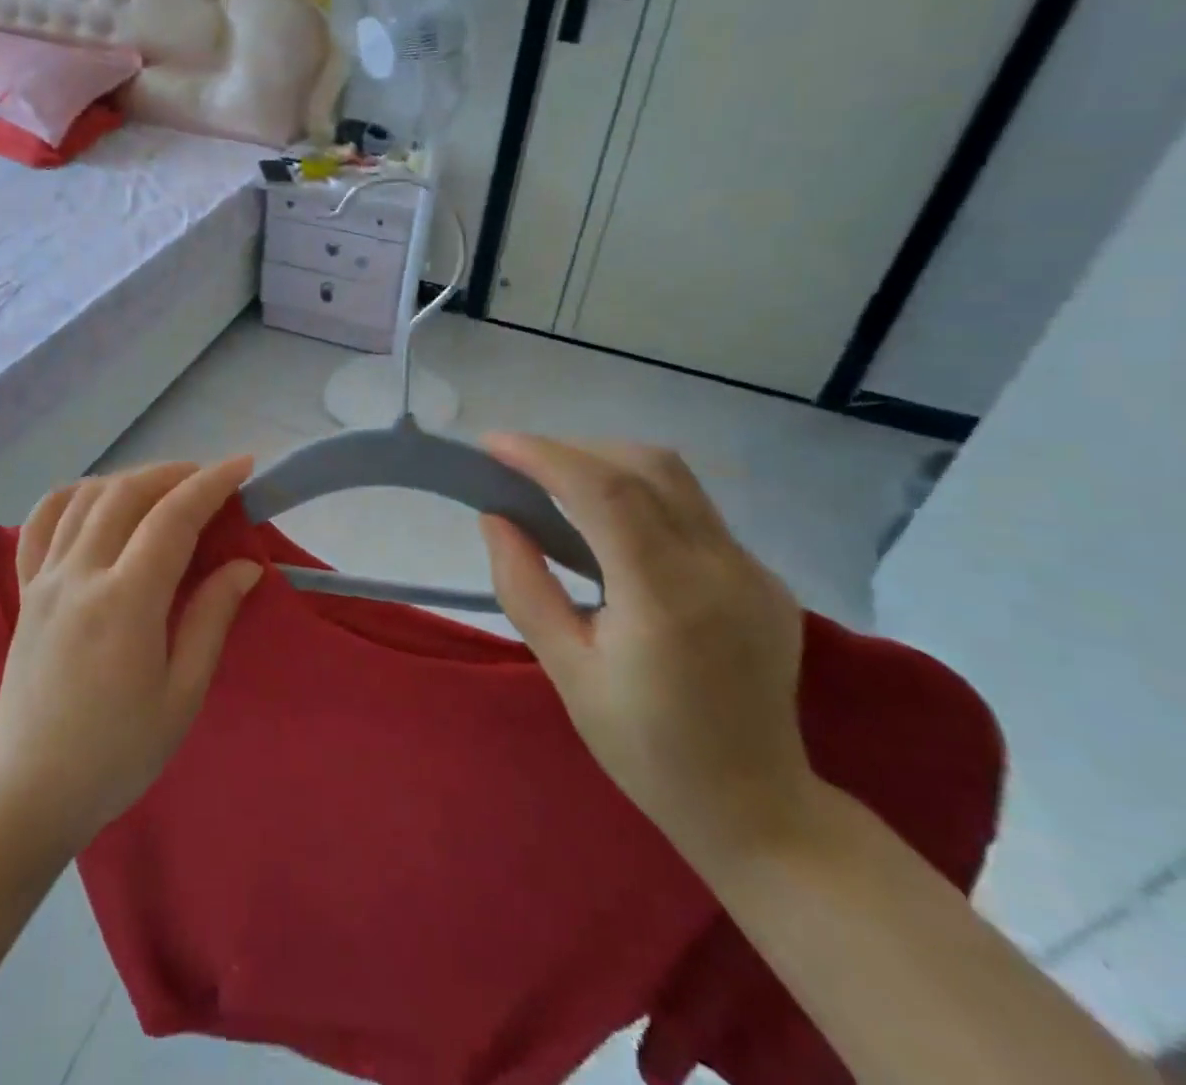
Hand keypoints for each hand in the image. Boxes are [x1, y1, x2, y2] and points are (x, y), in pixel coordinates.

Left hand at [0, 458, 262, 855]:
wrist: (29, 791)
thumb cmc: (117, 754)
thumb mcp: (181, 695)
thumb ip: (211, 618)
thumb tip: (243, 566)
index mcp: (125, 602)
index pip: (173, 518)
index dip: (211, 484)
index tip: (243, 466)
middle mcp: (80, 575)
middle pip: (127, 494)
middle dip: (174, 473)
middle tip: (210, 479)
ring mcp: (45, 578)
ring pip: (85, 497)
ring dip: (130, 479)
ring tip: (164, 487)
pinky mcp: (25, 590)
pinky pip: (42, 522)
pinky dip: (73, 495)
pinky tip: (96, 499)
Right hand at [478, 434, 816, 868]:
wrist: (756, 808)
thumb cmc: (644, 748)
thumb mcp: (565, 670)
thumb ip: (525, 586)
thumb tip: (495, 517)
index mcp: (668, 599)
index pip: (605, 492)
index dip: (544, 456)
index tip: (492, 446)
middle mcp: (720, 568)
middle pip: (645, 466)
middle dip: (573, 450)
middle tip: (518, 467)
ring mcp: (752, 570)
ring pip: (674, 479)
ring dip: (607, 464)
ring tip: (556, 485)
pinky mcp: (763, 576)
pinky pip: (693, 510)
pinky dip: (638, 495)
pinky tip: (609, 529)